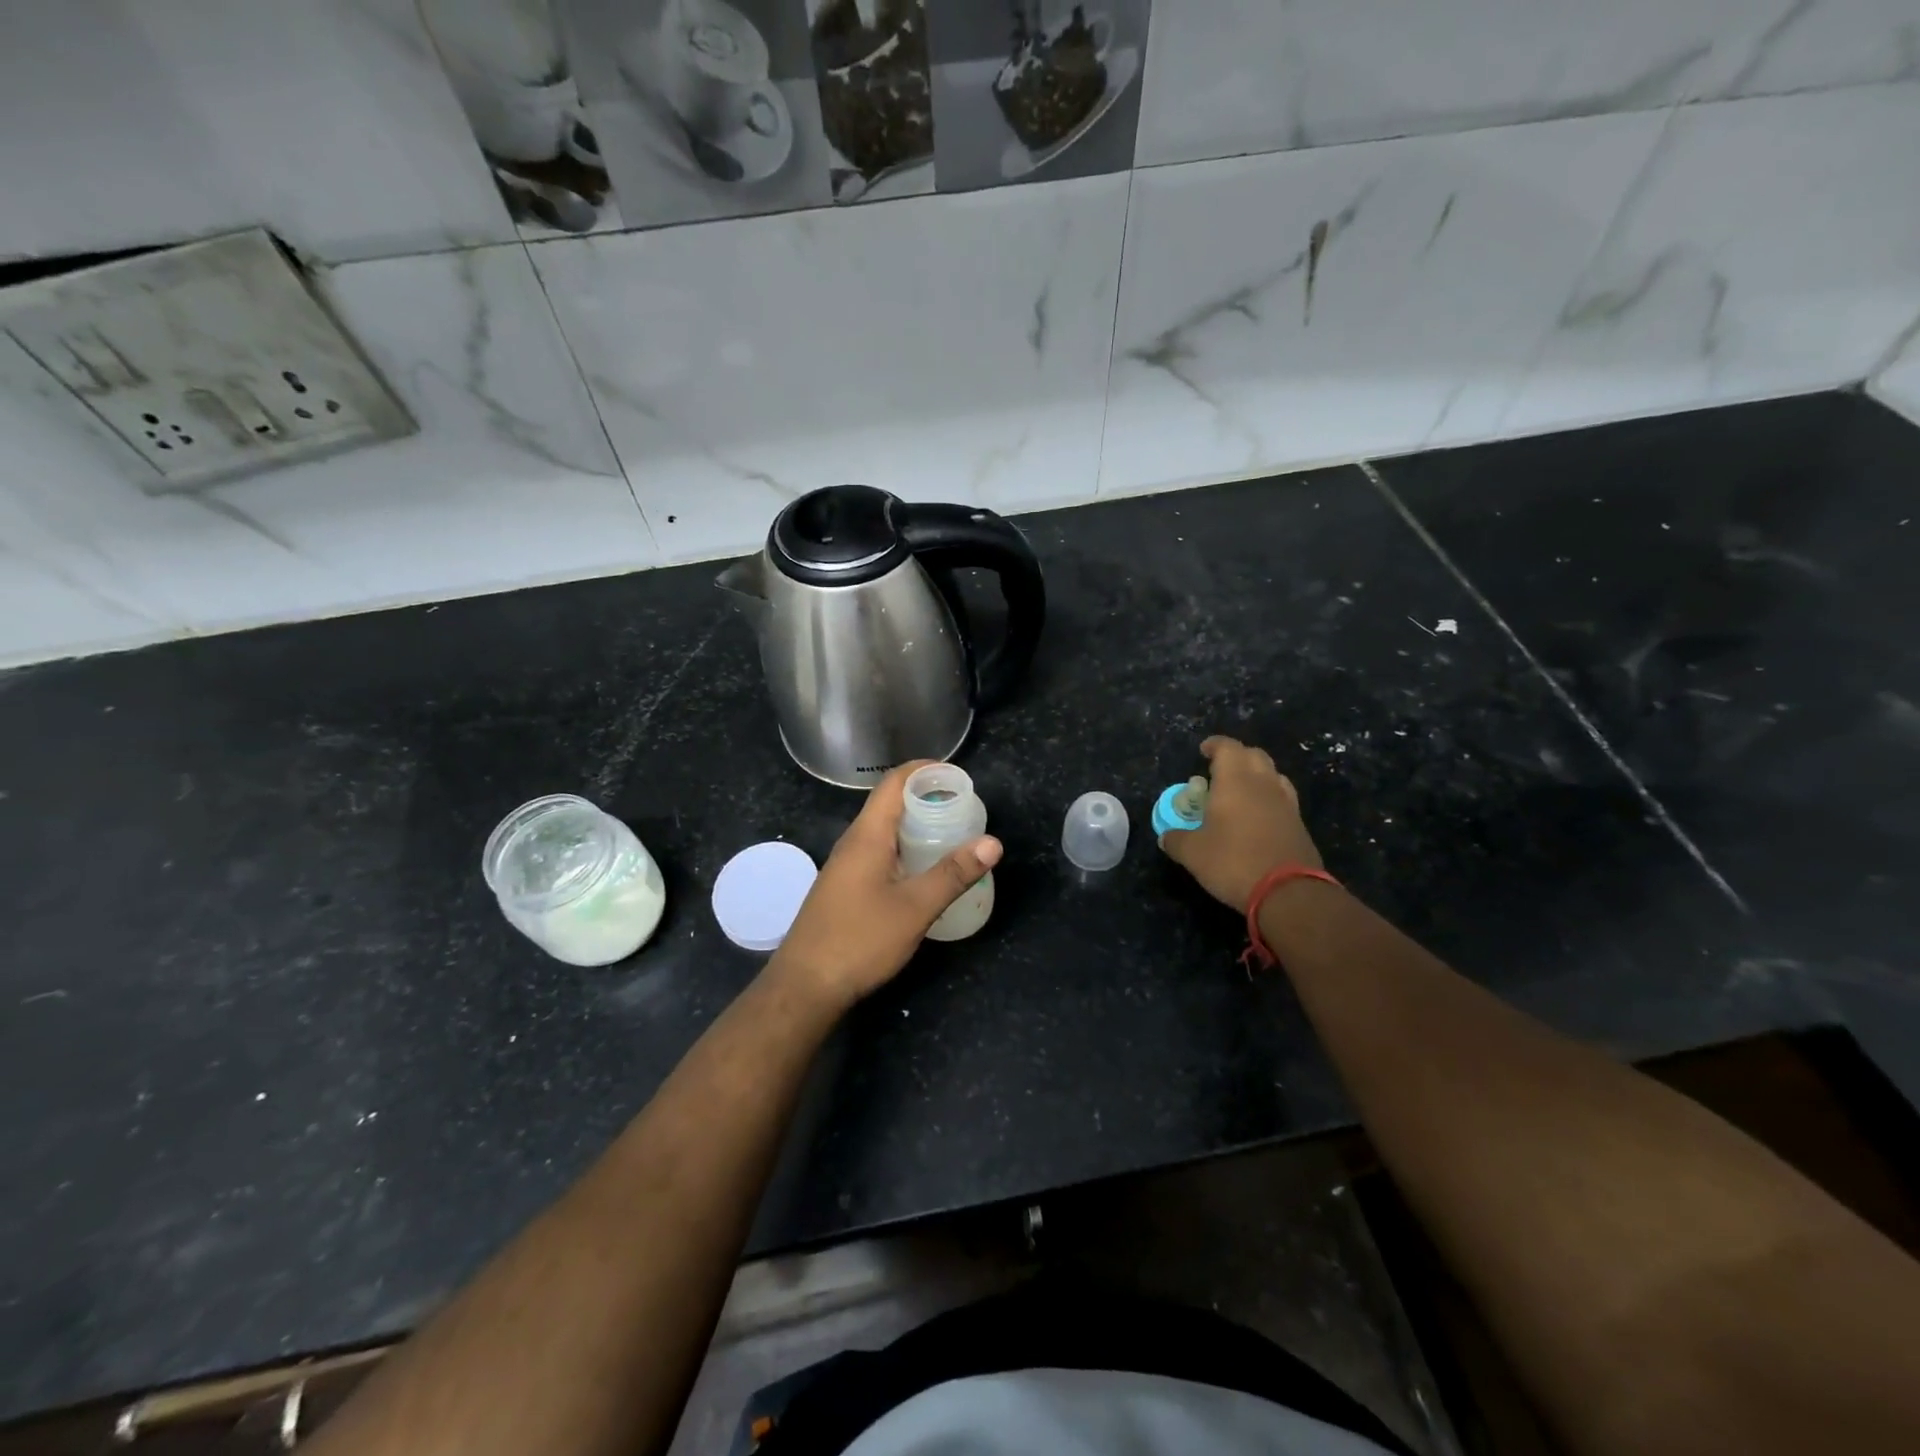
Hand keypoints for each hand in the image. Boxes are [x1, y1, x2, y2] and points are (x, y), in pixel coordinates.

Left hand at [769, 762, 1001, 1012]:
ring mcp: (845, 866)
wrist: (805, 986)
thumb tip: (992, 842)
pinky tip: (922, 872)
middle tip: (963, 808)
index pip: (894, 783)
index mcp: (867, 836)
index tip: (957, 775)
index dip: (924, 771)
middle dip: (926, 798)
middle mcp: (852, 843)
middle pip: (889, 804)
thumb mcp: (915, 908)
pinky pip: (878, 853)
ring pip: (883, 831)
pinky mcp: (844, 888)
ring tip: (950, 836)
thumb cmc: (860, 940)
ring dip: (915, 826)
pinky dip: (904, 849)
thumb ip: (953, 873)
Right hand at [1158, 736, 1322, 911]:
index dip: (1215, 745)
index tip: (1204, 750)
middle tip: (1219, 770)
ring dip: (1256, 775)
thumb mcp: (1192, 854)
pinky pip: (1282, 798)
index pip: (1228, 748)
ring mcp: (1286, 803)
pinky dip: (1268, 798)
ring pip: (1273, 775)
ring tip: (1240, 790)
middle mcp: (1263, 784)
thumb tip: (1166, 837)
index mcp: (1235, 781)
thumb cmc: (1233, 862)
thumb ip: (1176, 840)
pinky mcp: (1299, 824)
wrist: (1288, 892)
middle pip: (1254, 755)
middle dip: (1237, 757)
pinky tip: (1257, 815)